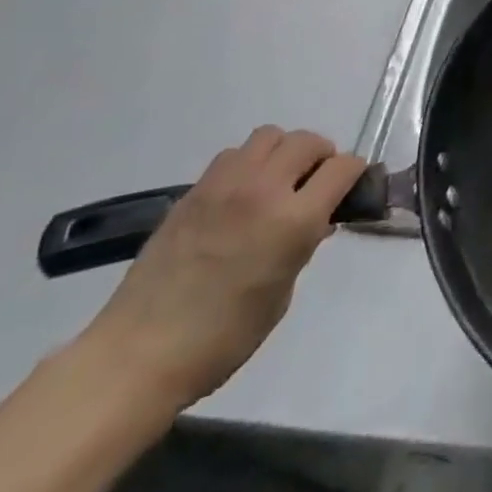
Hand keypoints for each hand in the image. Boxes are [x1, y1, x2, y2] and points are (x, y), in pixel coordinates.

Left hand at [77, 127, 365, 409]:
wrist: (137, 355)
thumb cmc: (221, 339)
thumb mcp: (281, 296)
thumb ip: (302, 247)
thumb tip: (315, 222)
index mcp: (293, 220)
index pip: (341, 168)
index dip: (354, 173)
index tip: (352, 187)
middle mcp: (262, 190)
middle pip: (307, 141)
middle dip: (322, 155)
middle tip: (317, 182)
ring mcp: (224, 186)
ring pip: (269, 136)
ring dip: (283, 151)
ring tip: (278, 181)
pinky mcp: (193, 191)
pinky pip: (233, 155)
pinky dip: (249, 163)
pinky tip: (242, 195)